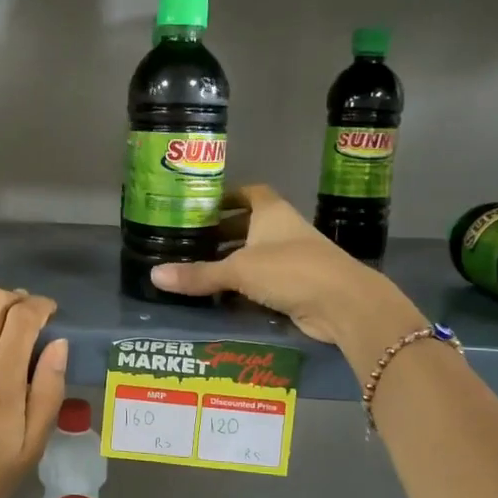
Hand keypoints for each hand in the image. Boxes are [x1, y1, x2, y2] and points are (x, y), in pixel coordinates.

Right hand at [151, 184, 420, 343]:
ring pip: (256, 255)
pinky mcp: (297, 286)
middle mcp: (283, 230)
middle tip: (190, 241)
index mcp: (272, 213)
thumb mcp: (238, 270)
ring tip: (198, 269)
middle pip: (249, 225)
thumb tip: (154, 275)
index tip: (202, 205)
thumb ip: (198, 274)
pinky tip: (221, 297)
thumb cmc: (291, 270)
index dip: (228, 196)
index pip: (249, 193)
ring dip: (233, 262)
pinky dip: (245, 287)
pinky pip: (264, 282)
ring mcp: (293, 258)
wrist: (343, 304)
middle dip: (223, 232)